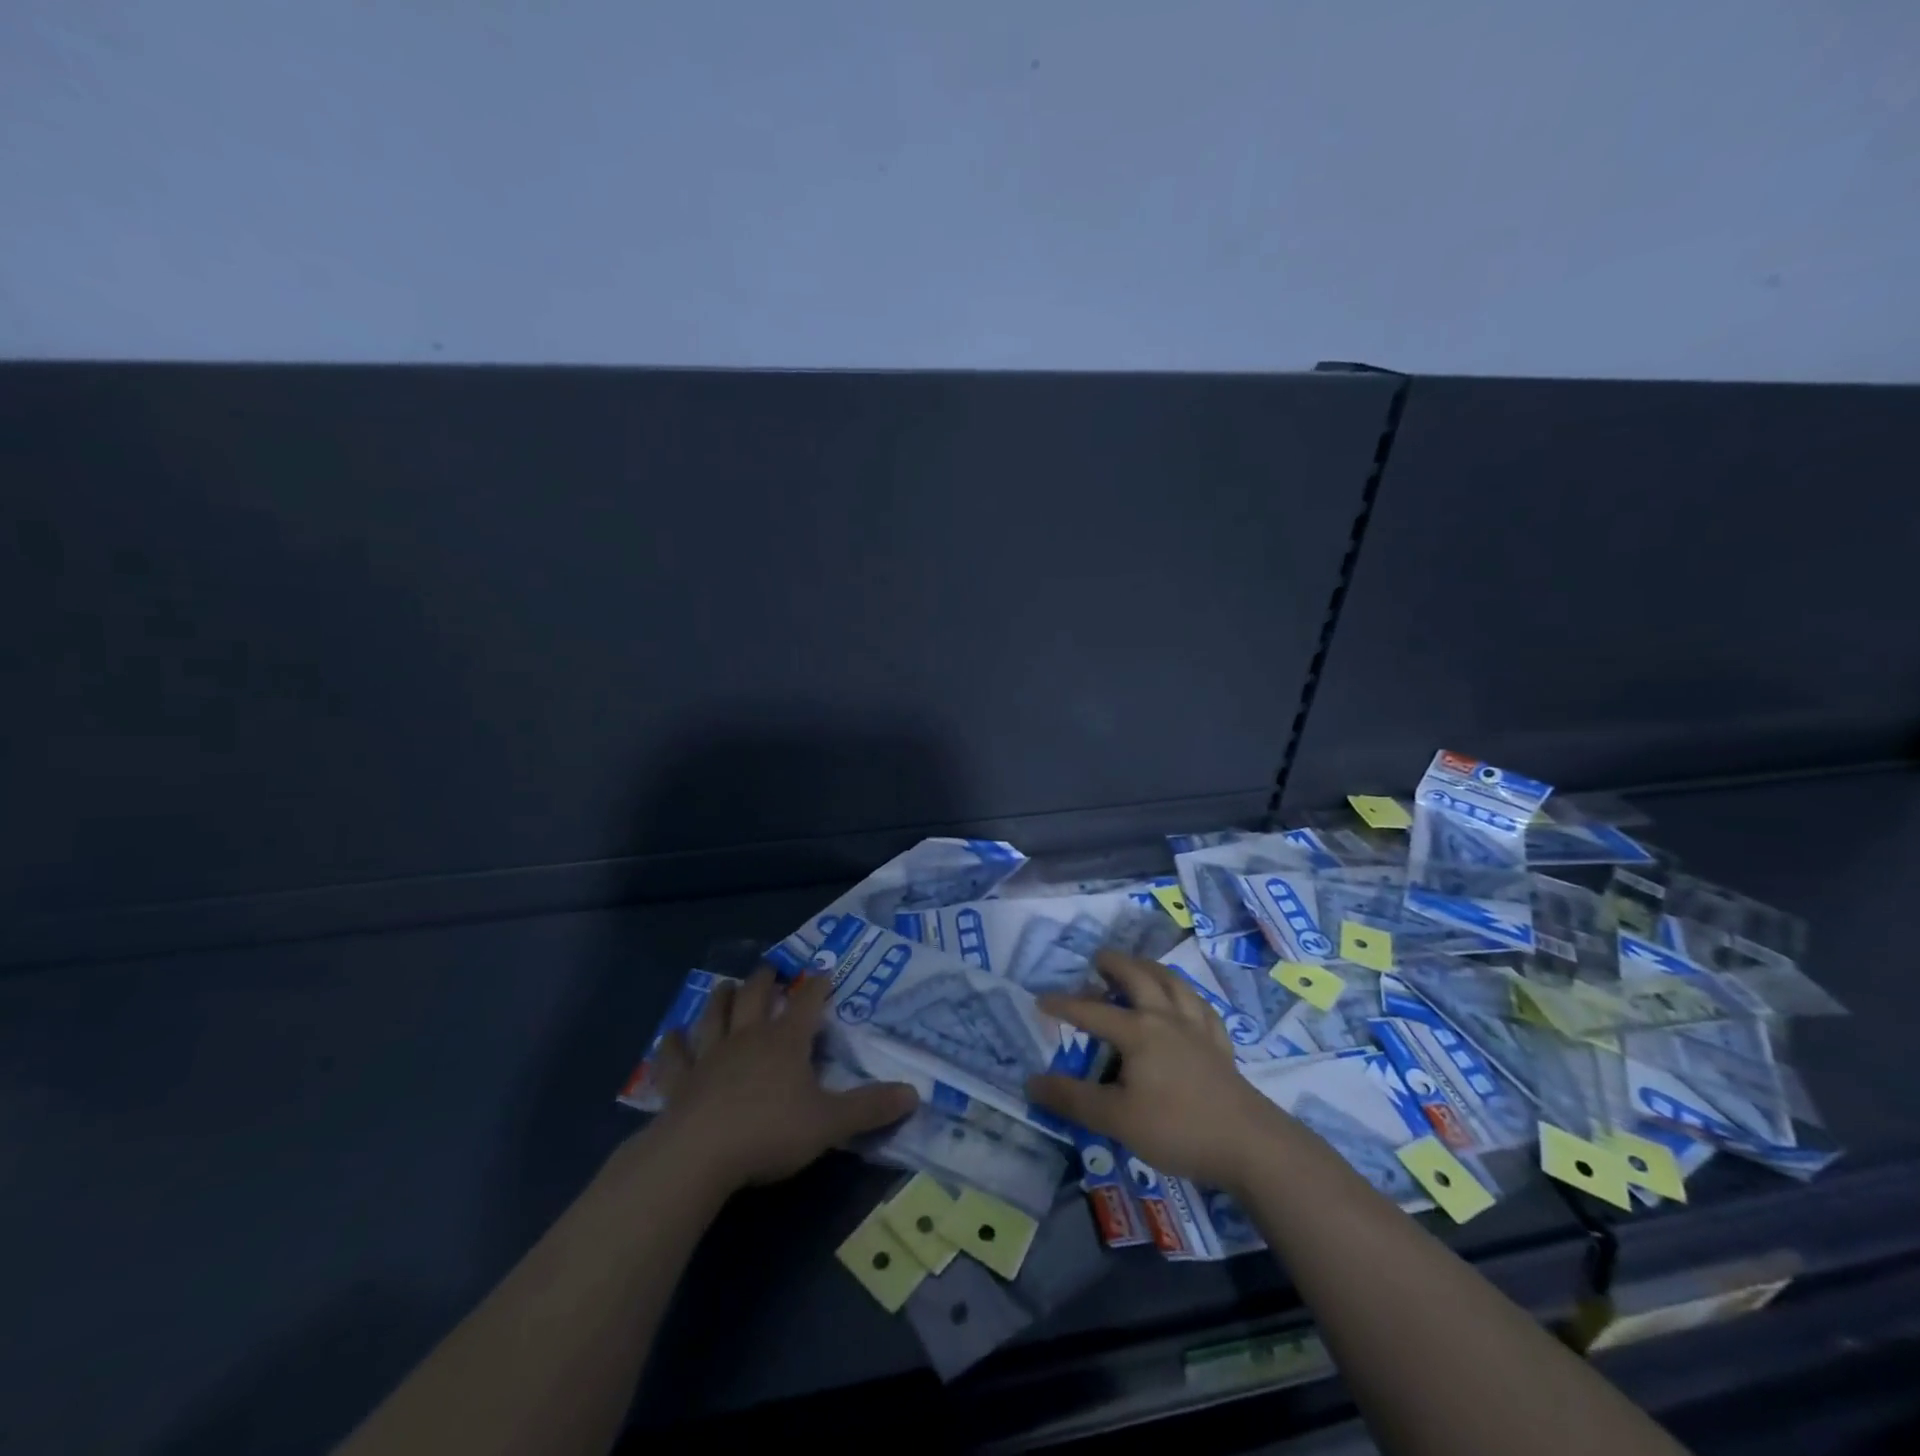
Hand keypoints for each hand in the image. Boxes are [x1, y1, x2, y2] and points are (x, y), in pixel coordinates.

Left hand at [647, 969, 918, 1192]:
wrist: (699, 1155)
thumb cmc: (769, 1132)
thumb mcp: (830, 1123)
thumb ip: (870, 1108)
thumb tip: (915, 1093)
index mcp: (785, 1042)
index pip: (807, 1003)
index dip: (817, 985)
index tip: (823, 970)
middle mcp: (748, 1038)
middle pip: (756, 997)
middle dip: (765, 980)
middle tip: (770, 968)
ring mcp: (710, 1057)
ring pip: (715, 1016)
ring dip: (721, 998)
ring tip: (726, 985)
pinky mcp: (679, 1082)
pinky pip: (674, 1057)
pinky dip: (672, 1044)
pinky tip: (671, 1034)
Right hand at [1026, 950, 1286, 1190]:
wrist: (1249, 1144)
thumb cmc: (1177, 1128)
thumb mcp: (1116, 1119)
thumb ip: (1073, 1100)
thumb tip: (1032, 1082)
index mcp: (1137, 1031)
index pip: (1092, 1011)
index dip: (1064, 1004)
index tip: (1041, 999)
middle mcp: (1166, 1018)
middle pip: (1138, 977)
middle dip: (1115, 964)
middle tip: (1098, 959)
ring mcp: (1198, 1028)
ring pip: (1173, 983)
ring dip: (1151, 969)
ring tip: (1139, 966)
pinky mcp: (1221, 1045)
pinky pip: (1203, 1008)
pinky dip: (1188, 997)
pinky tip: (1186, 1002)